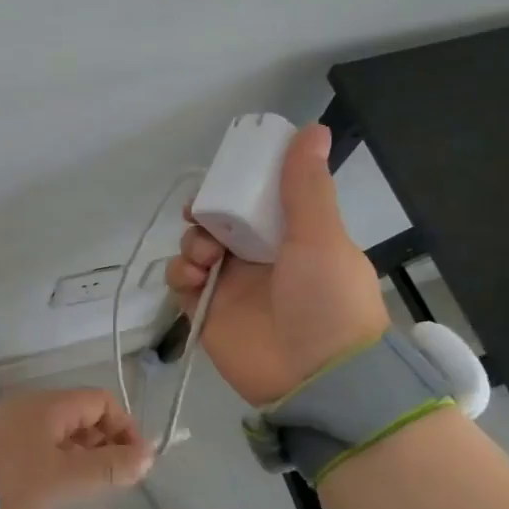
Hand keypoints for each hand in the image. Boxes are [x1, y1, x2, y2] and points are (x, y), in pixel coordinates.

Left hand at [0, 388, 153, 508]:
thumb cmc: (10, 480)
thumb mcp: (65, 479)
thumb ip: (108, 467)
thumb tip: (148, 454)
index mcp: (52, 406)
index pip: (102, 401)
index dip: (125, 429)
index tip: (132, 465)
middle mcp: (30, 406)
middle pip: (80, 416)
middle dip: (101, 446)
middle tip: (106, 484)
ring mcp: (7, 422)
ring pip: (56, 434)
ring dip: (75, 458)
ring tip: (76, 493)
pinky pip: (33, 445)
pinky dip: (49, 463)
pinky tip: (43, 492)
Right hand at [166, 122, 391, 405]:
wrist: (316, 380)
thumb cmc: (327, 302)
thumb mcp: (321, 238)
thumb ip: (306, 187)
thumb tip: (311, 129)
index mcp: (290, 236)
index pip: (253, 200)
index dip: (233, 187)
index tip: (221, 179)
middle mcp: (257, 258)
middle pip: (217, 222)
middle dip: (204, 215)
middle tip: (203, 219)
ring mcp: (230, 286)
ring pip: (194, 249)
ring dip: (192, 245)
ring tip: (206, 260)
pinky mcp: (206, 313)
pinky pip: (181, 284)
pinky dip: (180, 276)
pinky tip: (196, 281)